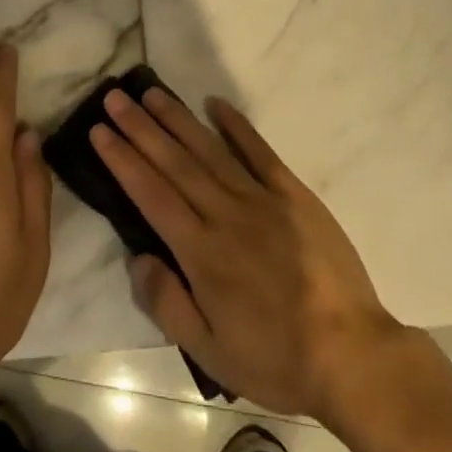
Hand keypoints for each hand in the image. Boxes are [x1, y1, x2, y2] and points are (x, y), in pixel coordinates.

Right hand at [91, 87, 402, 420]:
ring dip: (177, 118)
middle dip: (140, 127)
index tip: (99, 130)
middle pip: (174, 162)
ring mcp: (260, 198)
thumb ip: (167, 303)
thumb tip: (137, 257)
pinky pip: (259, 151)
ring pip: (209, 149)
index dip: (122, 159)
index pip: (151, 194)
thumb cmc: (276, 358)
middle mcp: (224, 214)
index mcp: (201, 252)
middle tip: (115, 97)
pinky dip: (236, 125)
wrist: (352, 355)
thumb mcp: (211, 353)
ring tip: (151, 93)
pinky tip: (215, 103)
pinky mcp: (292, 193)